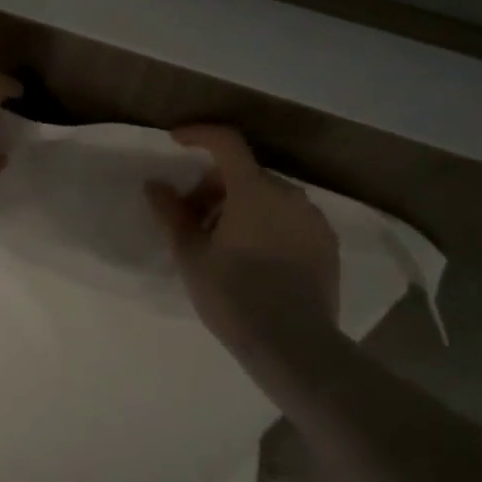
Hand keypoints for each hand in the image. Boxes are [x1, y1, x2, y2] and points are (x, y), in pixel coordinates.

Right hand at [144, 124, 340, 347]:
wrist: (295, 347)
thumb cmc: (234, 296)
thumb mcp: (190, 255)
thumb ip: (170, 213)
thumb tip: (155, 184)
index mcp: (254, 189)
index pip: (226, 142)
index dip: (199, 134)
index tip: (176, 142)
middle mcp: (289, 194)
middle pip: (244, 173)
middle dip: (213, 187)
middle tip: (192, 219)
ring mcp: (313, 219)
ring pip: (268, 196)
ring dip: (240, 206)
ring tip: (222, 243)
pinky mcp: (327, 244)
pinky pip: (289, 218)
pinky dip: (266, 223)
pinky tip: (253, 257)